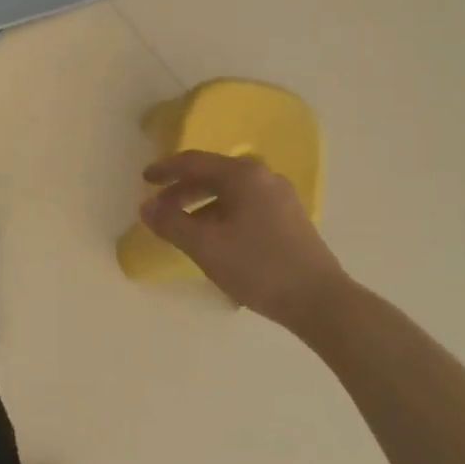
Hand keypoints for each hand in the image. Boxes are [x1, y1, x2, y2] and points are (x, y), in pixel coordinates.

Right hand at [140, 151, 351, 327]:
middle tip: (159, 209)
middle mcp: (263, 177)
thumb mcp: (205, 246)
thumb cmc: (258, 267)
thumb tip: (146, 207)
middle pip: (212, 175)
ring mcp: (280, 197)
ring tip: (183, 229)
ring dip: (200, 206)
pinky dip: (221, 214)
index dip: (165, 170)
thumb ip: (171, 223)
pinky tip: (214, 239)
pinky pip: (245, 206)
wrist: (320, 301)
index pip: (194, 162)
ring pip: (229, 193)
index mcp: (243, 175)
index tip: (144, 180)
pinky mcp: (289, 218)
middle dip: (182, 191)